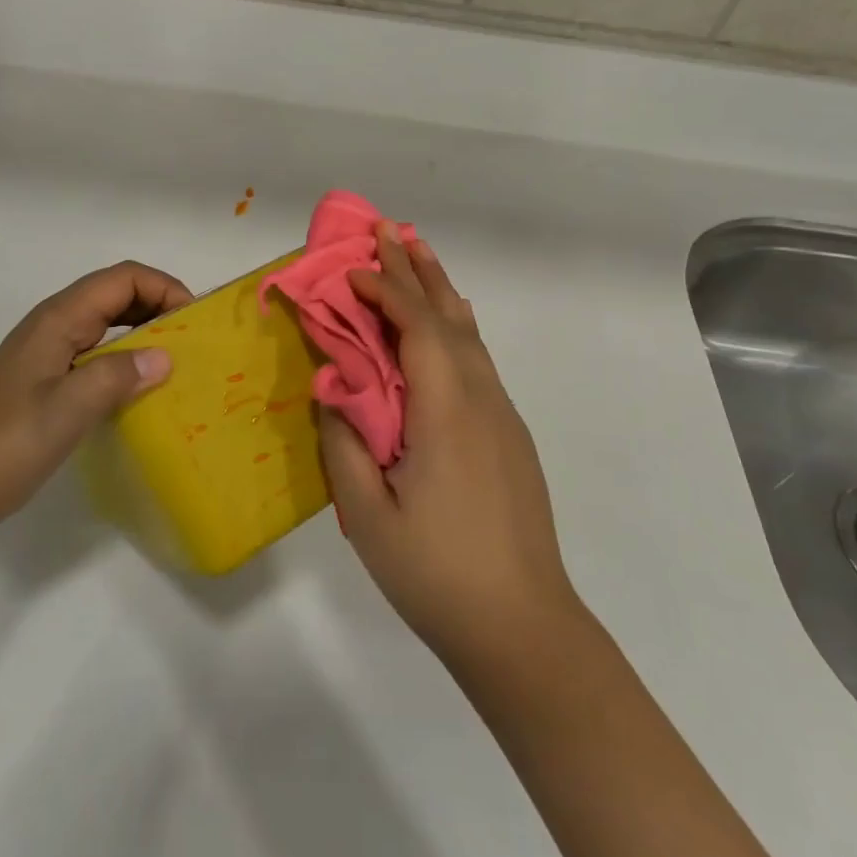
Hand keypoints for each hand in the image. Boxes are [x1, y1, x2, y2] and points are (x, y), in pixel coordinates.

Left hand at [0, 261, 191, 534]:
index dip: (162, 287)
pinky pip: (98, 348)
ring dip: (144, 328)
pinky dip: (127, 353)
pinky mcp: (49, 376)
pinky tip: (142, 382)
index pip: (121, 279)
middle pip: (116, 293)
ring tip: (176, 357)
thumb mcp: (69, 408)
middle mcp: (54, 324)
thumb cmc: (11, 443)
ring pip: (107, 320)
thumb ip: (118, 375)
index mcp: (58, 319)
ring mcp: (50, 350)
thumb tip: (165, 357)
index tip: (193, 319)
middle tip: (192, 339)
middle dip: (158, 304)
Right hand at [320, 227, 578, 667]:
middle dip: (417, 270)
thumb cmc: (437, 572)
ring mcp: (501, 416)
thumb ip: (344, 443)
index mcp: (446, 411)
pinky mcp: (509, 435)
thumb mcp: (369, 515)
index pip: (417, 327)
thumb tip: (333, 390)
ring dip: (440, 291)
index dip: (386, 289)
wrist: (523, 627)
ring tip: (420, 254)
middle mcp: (481, 399)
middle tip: (390, 229)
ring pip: (469, 335)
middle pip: (448, 316)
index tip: (351, 269)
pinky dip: (455, 327)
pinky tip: (447, 326)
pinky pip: (478, 361)